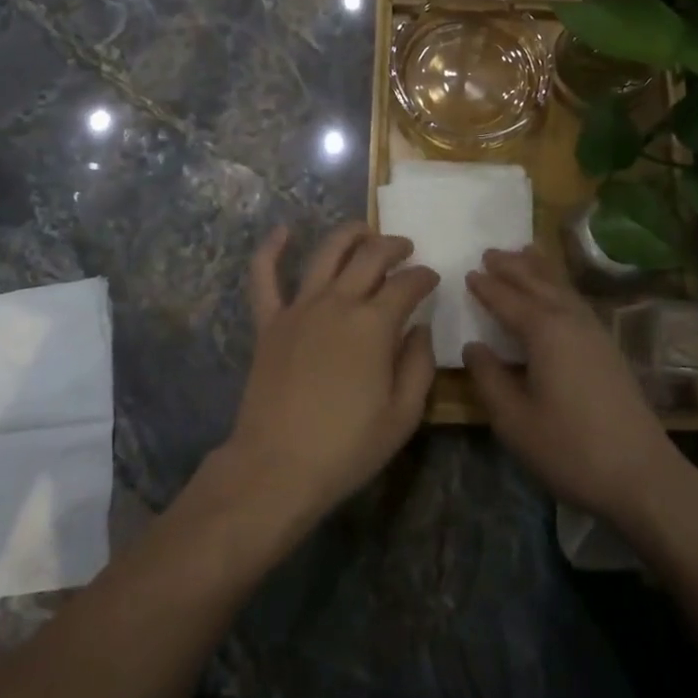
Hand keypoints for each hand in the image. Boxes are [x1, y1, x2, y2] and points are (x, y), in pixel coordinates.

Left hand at [222, 224, 439, 529]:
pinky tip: (282, 231)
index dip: (424, 276)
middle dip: (393, 246)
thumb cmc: (347, 447)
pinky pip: (265, 277)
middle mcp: (338, 302)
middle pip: (370, 256)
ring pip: (326, 253)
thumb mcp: (403, 416)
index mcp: (374, 324)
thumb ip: (419, 365)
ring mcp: (299, 308)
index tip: (432, 279)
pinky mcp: (269, 321)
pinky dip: (271, 249)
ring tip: (364, 230)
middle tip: (406, 248)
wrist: (276, 467)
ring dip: (349, 235)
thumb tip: (420, 328)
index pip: (407, 284)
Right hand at [463, 248, 687, 532]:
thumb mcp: (514, 420)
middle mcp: (570, 319)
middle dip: (512, 267)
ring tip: (523, 253)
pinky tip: (557, 293)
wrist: (642, 475)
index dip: (486, 287)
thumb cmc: (570, 448)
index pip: (507, 299)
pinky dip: (559, 285)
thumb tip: (474, 347)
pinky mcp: (609, 347)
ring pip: (561, 287)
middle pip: (537, 282)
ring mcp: (595, 331)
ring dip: (538, 269)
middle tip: (490, 252)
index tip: (468, 272)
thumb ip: (489, 379)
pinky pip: (575, 299)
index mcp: (545, 331)